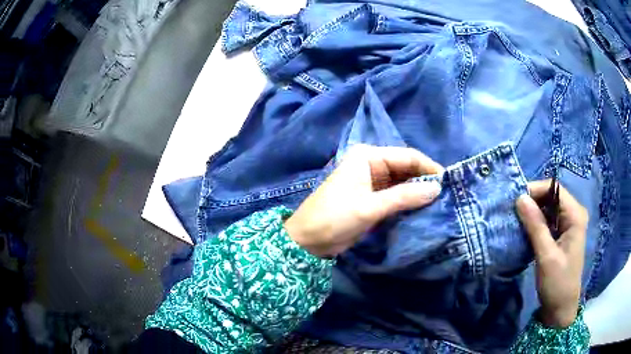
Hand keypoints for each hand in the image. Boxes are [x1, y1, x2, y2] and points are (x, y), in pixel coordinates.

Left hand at [285, 145, 442, 257]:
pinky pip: (395, 195)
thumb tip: (436, 188)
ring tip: (439, 203)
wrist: (307, 240)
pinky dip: (408, 201)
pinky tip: (422, 209)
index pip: (407, 156)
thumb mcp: (370, 207)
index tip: (449, 183)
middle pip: (406, 168)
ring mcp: (372, 181)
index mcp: (368, 156)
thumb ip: (404, 197)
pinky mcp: (372, 197)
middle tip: (447, 195)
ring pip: (402, 182)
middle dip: (425, 180)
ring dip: (418, 192)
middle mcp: (371, 164)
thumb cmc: (334, 218)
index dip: (429, 167)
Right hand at [516, 180, 587, 327]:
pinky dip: (536, 222)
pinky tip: (525, 230)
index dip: (536, 190)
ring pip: (549, 207)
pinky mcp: (562, 234)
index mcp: (575, 215)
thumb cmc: (557, 283)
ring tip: (516, 220)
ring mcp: (569, 224)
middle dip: (533, 201)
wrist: (561, 308)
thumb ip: (535, 226)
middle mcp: (574, 214)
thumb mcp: (546, 255)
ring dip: (533, 212)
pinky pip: (548, 219)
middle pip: (552, 196)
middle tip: (514, 211)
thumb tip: (520, 198)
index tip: (515, 201)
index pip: (555, 189)